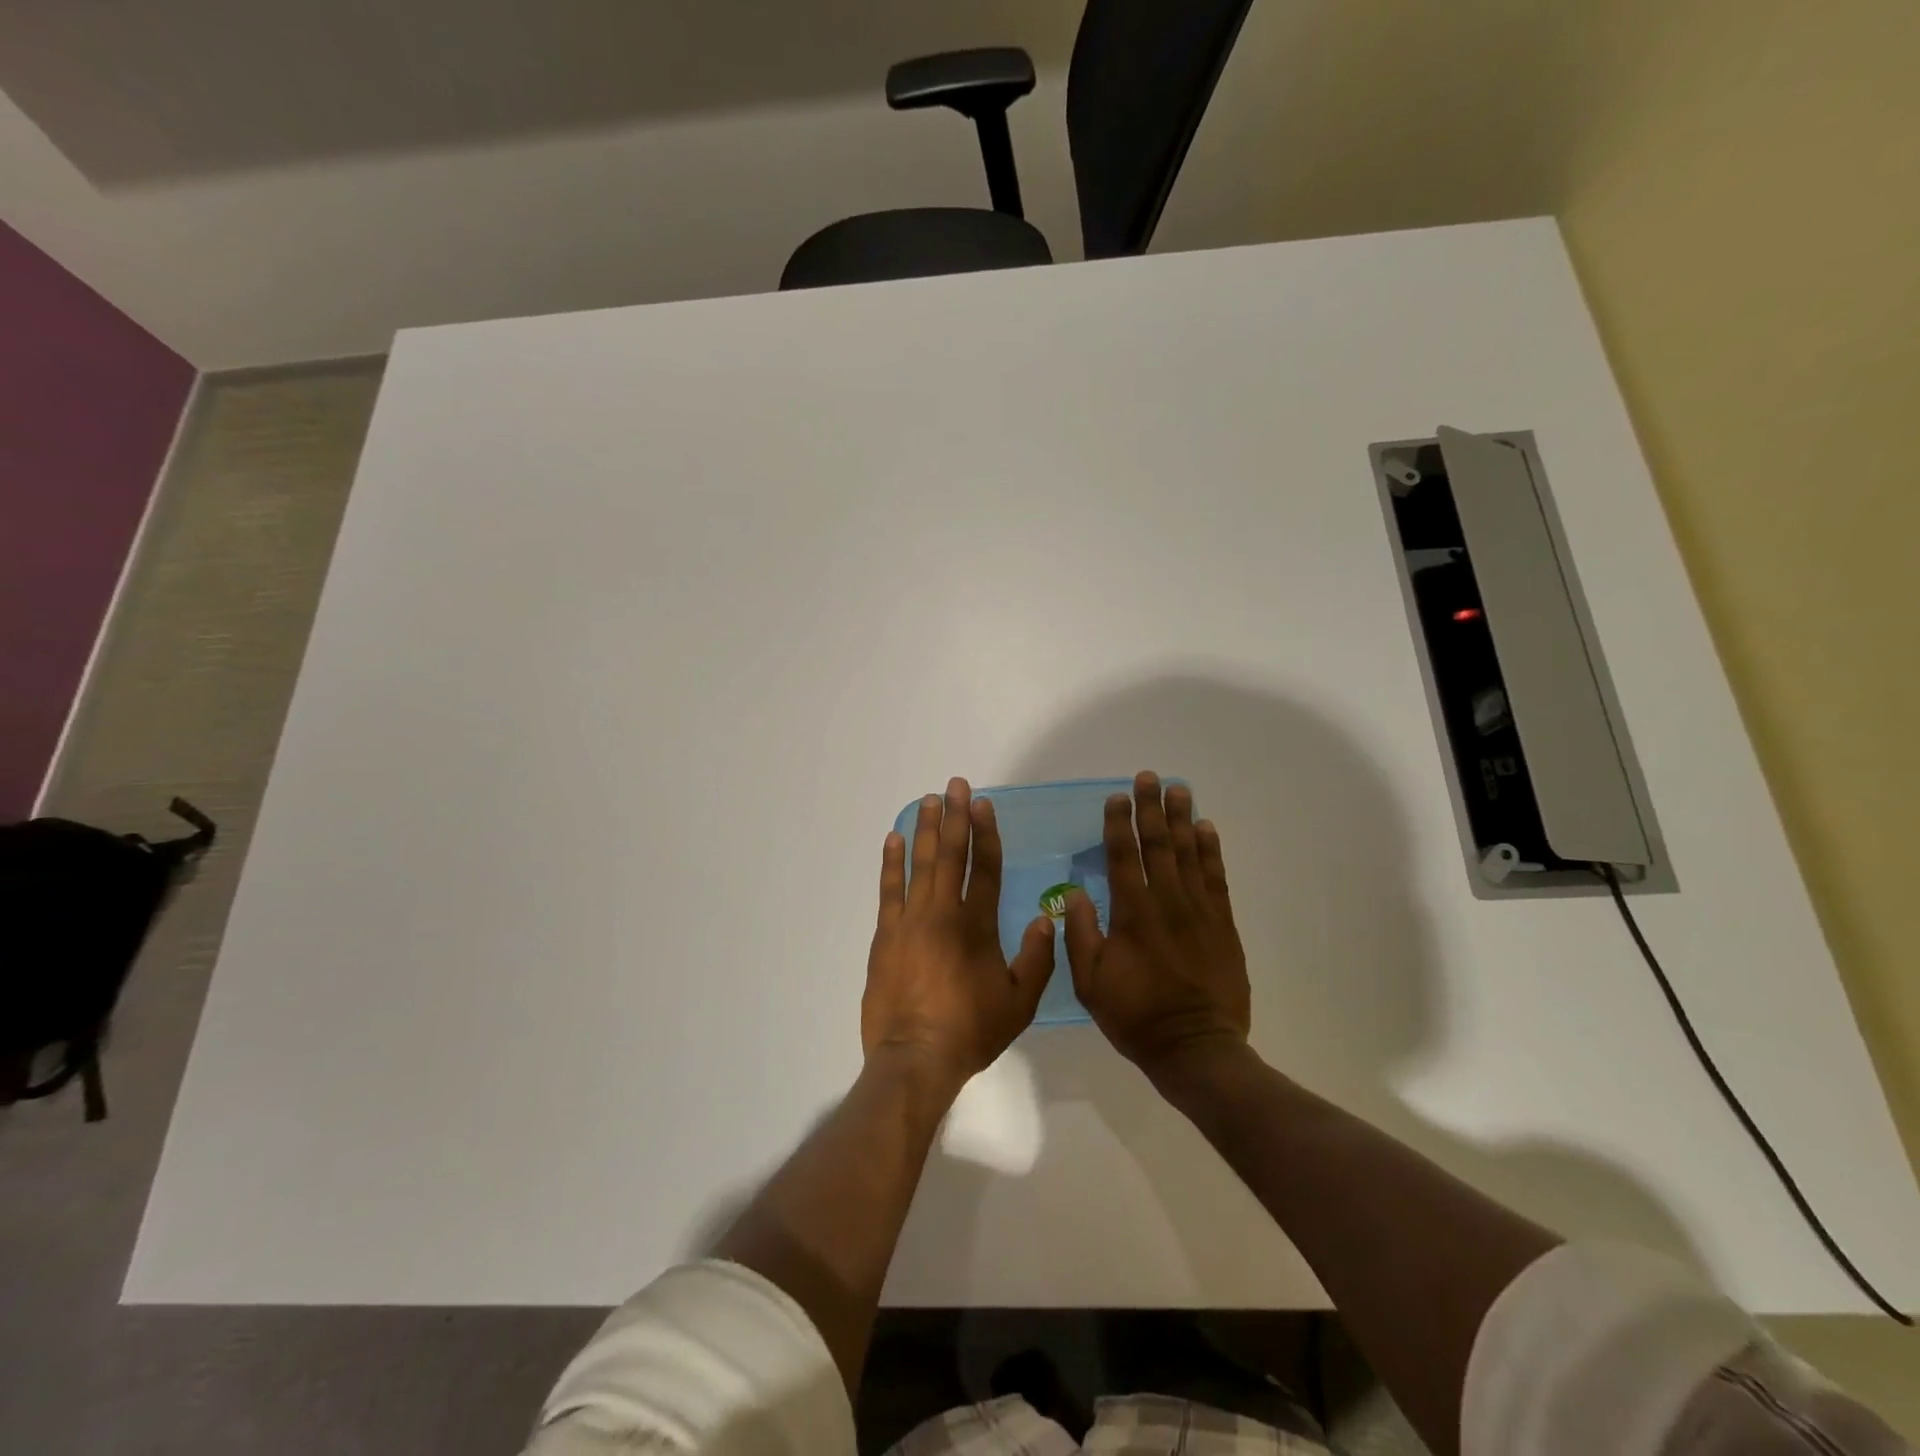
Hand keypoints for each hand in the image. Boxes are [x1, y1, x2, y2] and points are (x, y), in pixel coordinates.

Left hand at [863, 777, 1056, 1091]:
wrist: (915, 1057)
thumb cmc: (971, 1031)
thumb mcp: (1019, 1003)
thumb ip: (1036, 959)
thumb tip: (1044, 918)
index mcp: (978, 926)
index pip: (985, 868)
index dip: (986, 833)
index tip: (983, 804)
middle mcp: (944, 913)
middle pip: (951, 855)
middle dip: (955, 816)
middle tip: (955, 784)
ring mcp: (911, 920)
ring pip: (920, 864)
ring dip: (926, 829)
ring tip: (929, 799)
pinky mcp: (886, 933)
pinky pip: (889, 889)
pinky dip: (892, 862)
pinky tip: (894, 839)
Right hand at [1064, 771, 1250, 1079]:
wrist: (1196, 1048)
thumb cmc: (1136, 1016)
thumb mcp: (1090, 982)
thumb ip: (1081, 934)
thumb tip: (1074, 893)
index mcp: (1132, 914)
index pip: (1123, 857)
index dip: (1118, 824)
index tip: (1116, 798)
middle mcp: (1166, 902)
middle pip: (1158, 844)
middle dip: (1151, 808)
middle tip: (1149, 777)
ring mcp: (1199, 911)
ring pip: (1188, 854)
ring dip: (1181, 819)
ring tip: (1178, 789)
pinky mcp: (1222, 924)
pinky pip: (1216, 878)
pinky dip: (1210, 851)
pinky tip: (1206, 829)